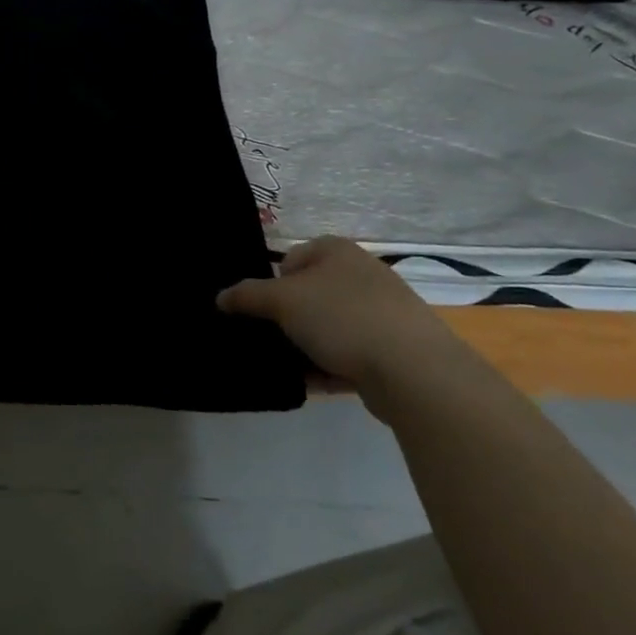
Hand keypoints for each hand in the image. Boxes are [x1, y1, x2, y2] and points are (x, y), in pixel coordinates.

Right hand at [216, 237, 462, 392]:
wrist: (414, 369)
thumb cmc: (341, 317)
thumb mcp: (281, 300)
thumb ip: (246, 296)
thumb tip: (221, 297)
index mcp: (336, 250)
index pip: (290, 259)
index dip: (271, 284)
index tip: (263, 311)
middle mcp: (361, 273)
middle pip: (309, 294)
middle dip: (288, 319)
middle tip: (270, 339)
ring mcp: (382, 311)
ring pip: (329, 326)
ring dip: (307, 346)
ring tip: (288, 367)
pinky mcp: (394, 347)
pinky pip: (350, 353)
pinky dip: (330, 366)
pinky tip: (313, 384)